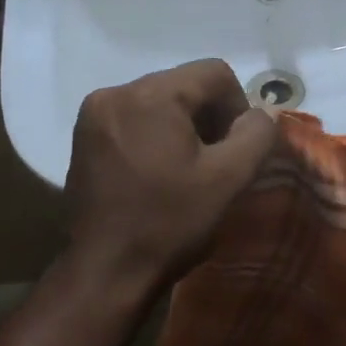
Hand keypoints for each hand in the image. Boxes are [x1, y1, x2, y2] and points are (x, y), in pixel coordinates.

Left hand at [65, 59, 277, 293]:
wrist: (106, 273)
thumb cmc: (171, 223)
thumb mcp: (229, 178)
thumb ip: (256, 134)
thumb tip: (261, 113)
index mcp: (150, 96)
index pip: (214, 73)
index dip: (238, 106)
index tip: (237, 149)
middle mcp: (115, 93)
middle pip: (184, 85)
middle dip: (210, 116)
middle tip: (217, 162)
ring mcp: (94, 115)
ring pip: (160, 101)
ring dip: (183, 127)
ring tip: (188, 170)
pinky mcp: (83, 137)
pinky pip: (135, 118)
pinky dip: (156, 135)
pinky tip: (160, 172)